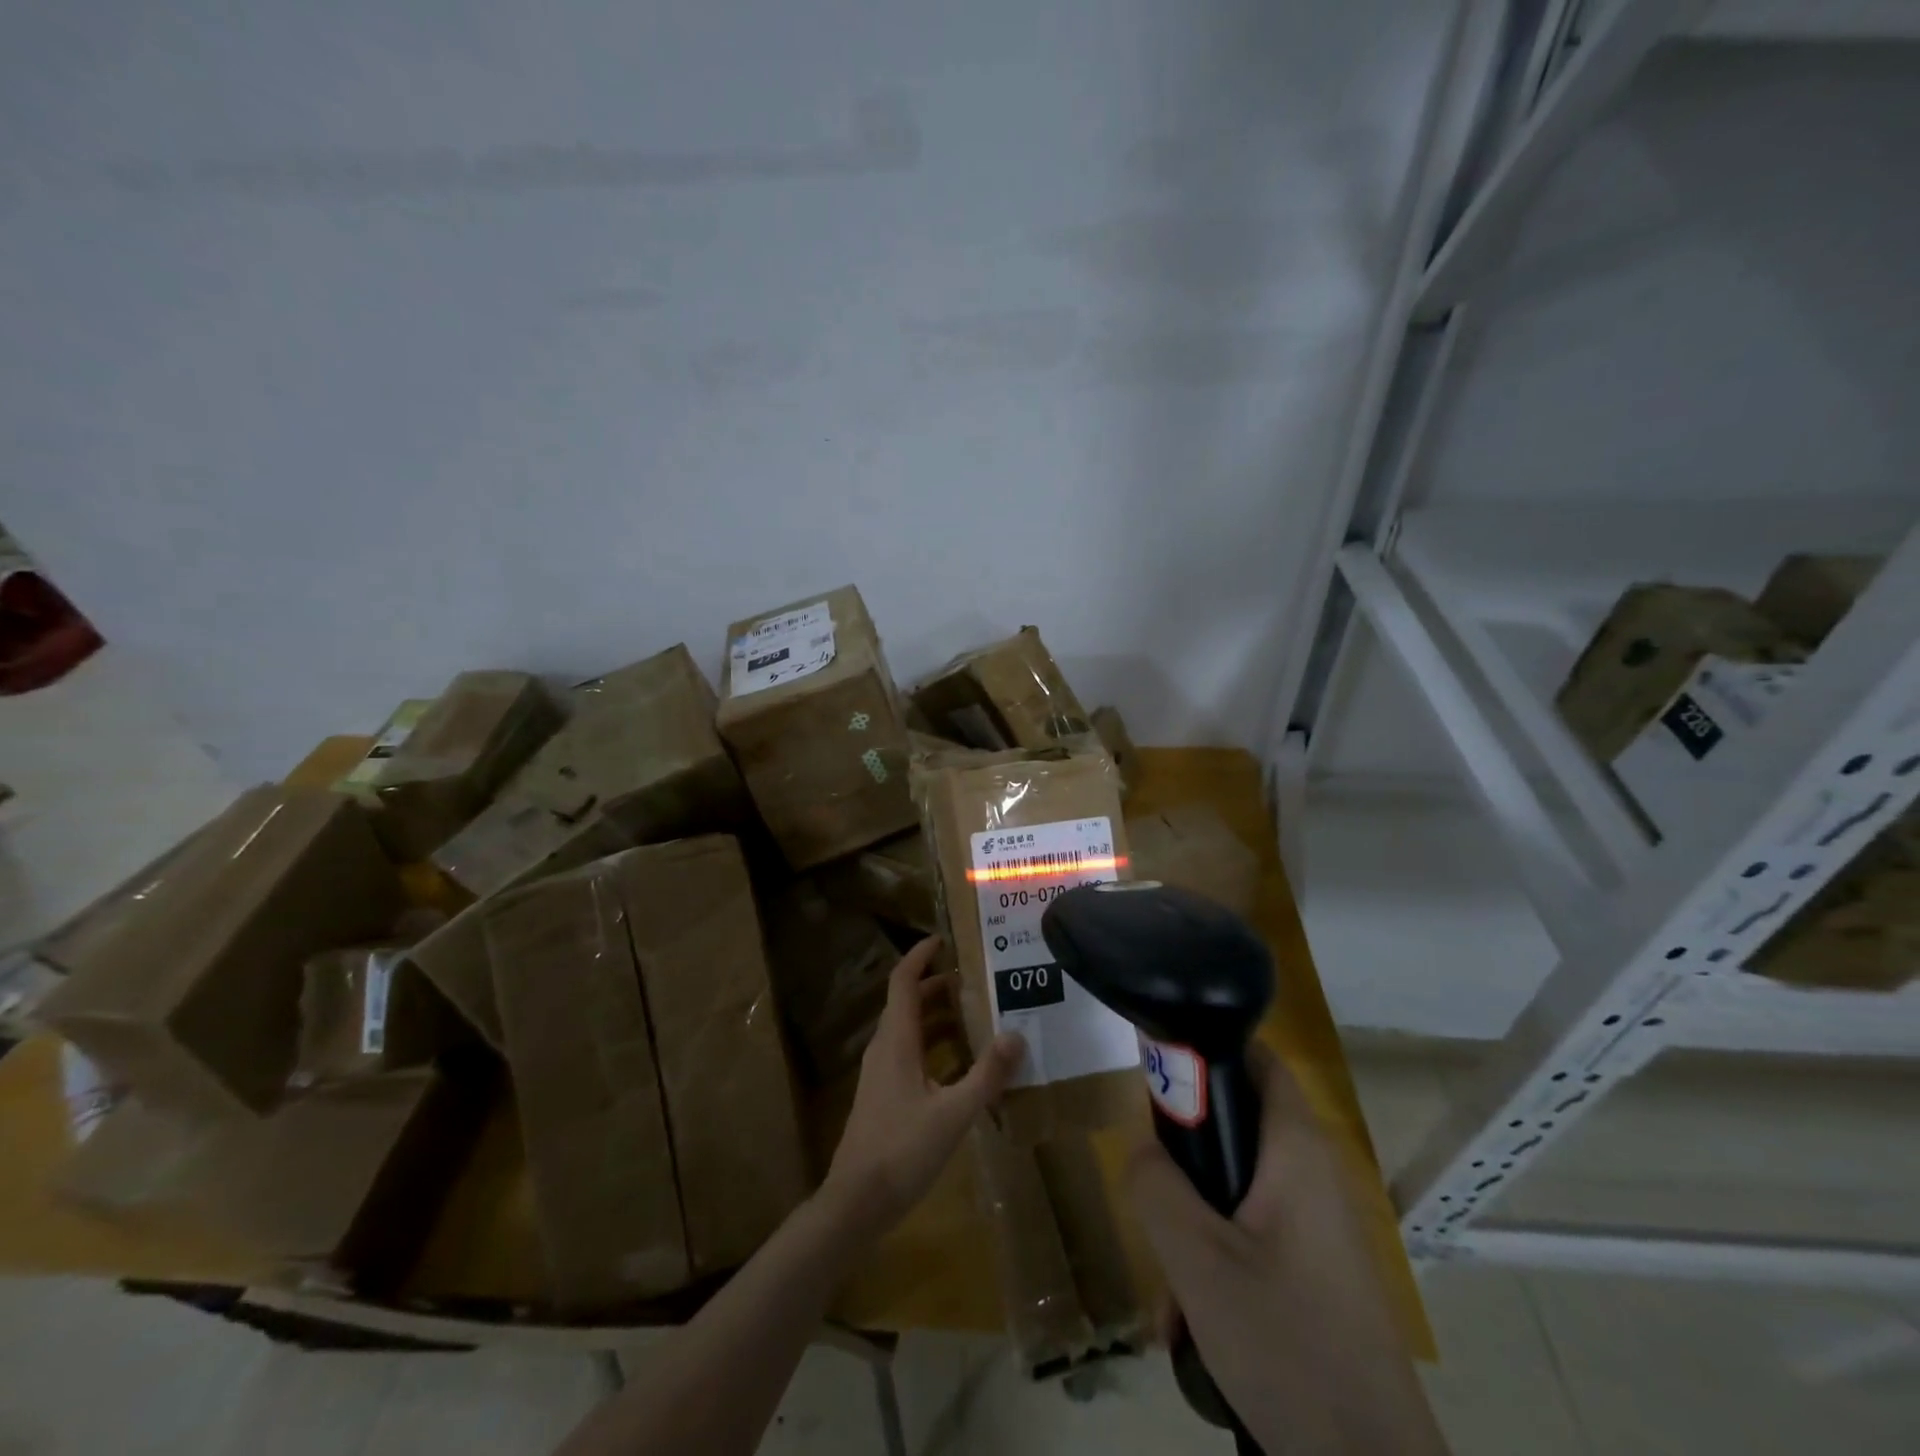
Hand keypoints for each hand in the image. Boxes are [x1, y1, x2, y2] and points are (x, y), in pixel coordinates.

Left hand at [822, 937, 1024, 1235]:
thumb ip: (986, 1074)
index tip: (946, 939)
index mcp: (896, 1040)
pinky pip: (911, 1053)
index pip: (903, 980)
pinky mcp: (884, 1094)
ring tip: (977, 1013)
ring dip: (939, 1016)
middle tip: (977, 978)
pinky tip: (962, 1064)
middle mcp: (885, 1047)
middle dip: (939, 984)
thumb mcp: (953, 1114)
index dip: (921, 955)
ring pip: (910, 1029)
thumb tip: (1017, 1033)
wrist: (855, 1204)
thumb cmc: (902, 1151)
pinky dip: (935, 1045)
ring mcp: (881, 1072)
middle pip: (908, 1001)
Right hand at [1128, 1045, 1447, 1455]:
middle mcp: (1313, 1175)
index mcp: (1295, 1150)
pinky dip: (1219, 1262)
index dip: (1207, 1050)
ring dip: (1194, 1227)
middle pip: (1237, 1127)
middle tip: (1152, 1197)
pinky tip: (1193, 1326)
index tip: (1157, 1074)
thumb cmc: (1286, 1343)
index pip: (1257, 1057)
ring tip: (1170, 1295)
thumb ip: (1156, 1185)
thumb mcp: (1197, 1260)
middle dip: (1185, 1160)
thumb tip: (1141, 1147)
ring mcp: (1319, 1227)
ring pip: (1238, 1192)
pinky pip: (1255, 1237)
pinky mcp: (1318, 1272)